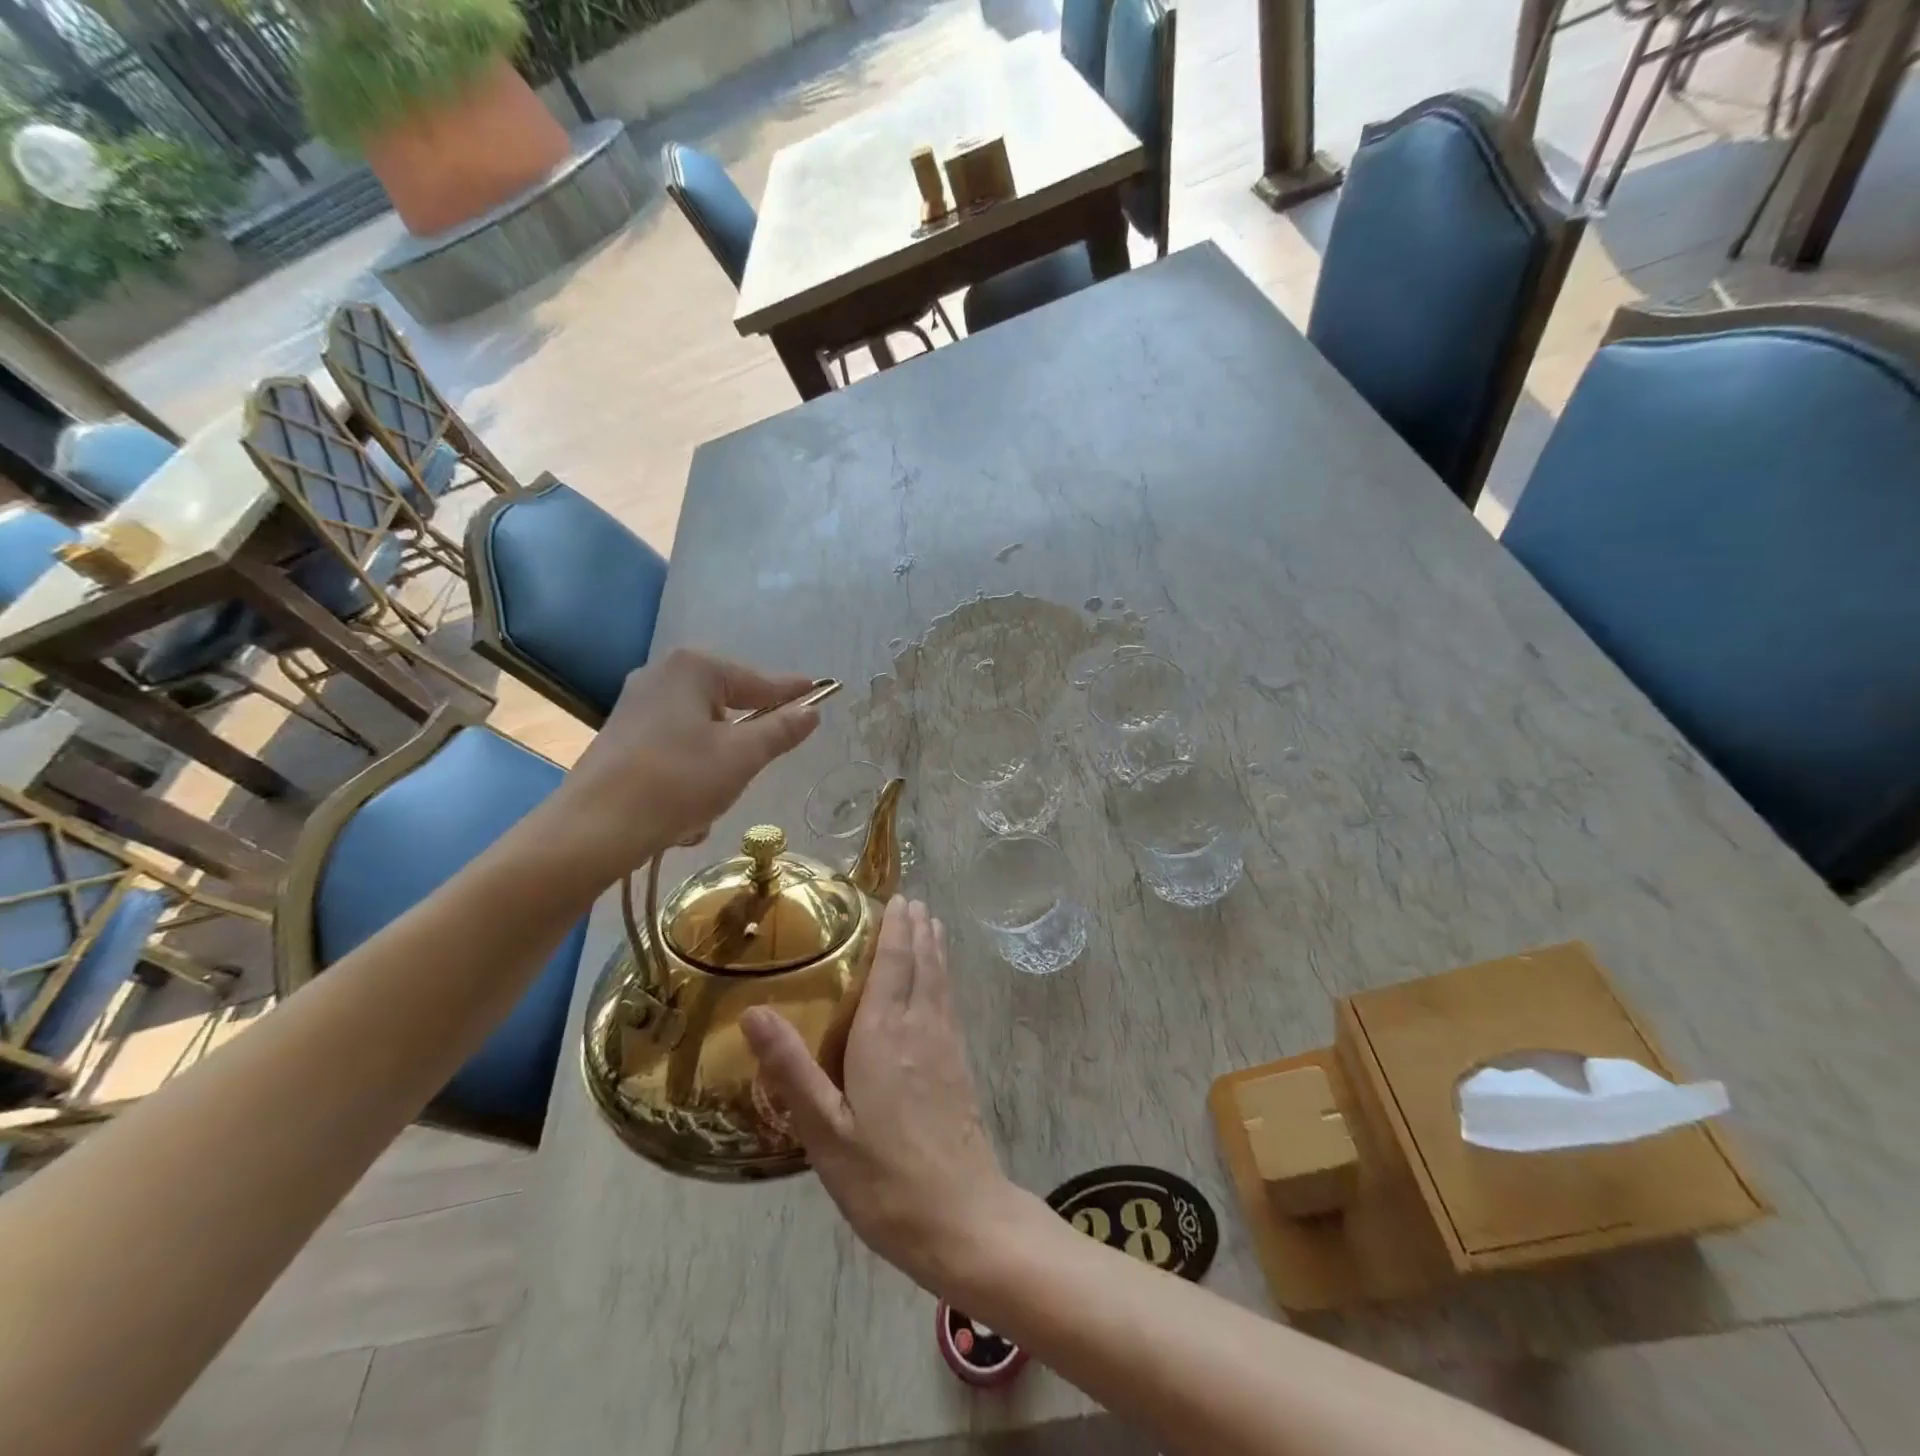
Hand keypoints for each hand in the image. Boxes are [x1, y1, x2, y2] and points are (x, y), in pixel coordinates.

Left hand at [557, 649, 819, 876]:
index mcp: (693, 669)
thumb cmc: (677, 782)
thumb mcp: (742, 757)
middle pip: (728, 706)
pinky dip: (687, 777)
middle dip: (743, 745)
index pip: (759, 681)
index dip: (792, 692)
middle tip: (753, 771)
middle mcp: (662, 676)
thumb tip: (811, 711)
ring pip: (703, 735)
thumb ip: (781, 730)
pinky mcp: (622, 737)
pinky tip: (681, 812)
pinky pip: (676, 751)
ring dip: (715, 770)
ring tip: (708, 804)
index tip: (821, 692)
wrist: (592, 830)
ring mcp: (637, 706)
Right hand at [742, 898, 1018, 1293]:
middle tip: (911, 900)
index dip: (894, 930)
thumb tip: (755, 1012)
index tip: (896, 898)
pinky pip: (949, 1004)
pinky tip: (941, 985)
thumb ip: (791, 1070)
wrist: (962, 1219)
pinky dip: (944, 978)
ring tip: (930, 924)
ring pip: (939, 981)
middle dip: (916, 929)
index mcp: (884, 1036)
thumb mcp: (824, 1132)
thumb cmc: (884, 1178)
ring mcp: (945, 1047)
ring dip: (934, 948)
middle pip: (921, 965)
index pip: (892, 966)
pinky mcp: (960, 1067)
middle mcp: (919, 1029)